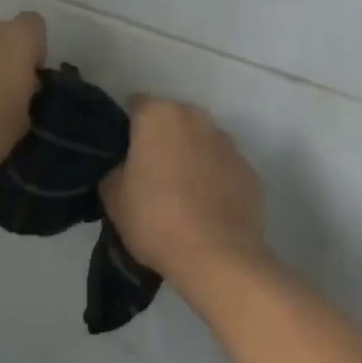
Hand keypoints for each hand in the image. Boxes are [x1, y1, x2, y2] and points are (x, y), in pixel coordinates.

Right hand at [101, 98, 265, 291]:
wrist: (217, 257)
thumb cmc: (155, 220)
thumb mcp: (112, 197)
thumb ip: (114, 168)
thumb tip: (124, 165)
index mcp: (159, 116)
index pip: (135, 105)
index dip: (127, 127)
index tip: (122, 153)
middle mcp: (196, 118)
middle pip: (171, 119)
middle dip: (161, 138)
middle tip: (150, 173)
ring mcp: (227, 143)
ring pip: (200, 140)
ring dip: (190, 155)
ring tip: (181, 193)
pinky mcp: (249, 169)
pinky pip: (222, 165)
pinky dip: (214, 177)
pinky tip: (206, 207)